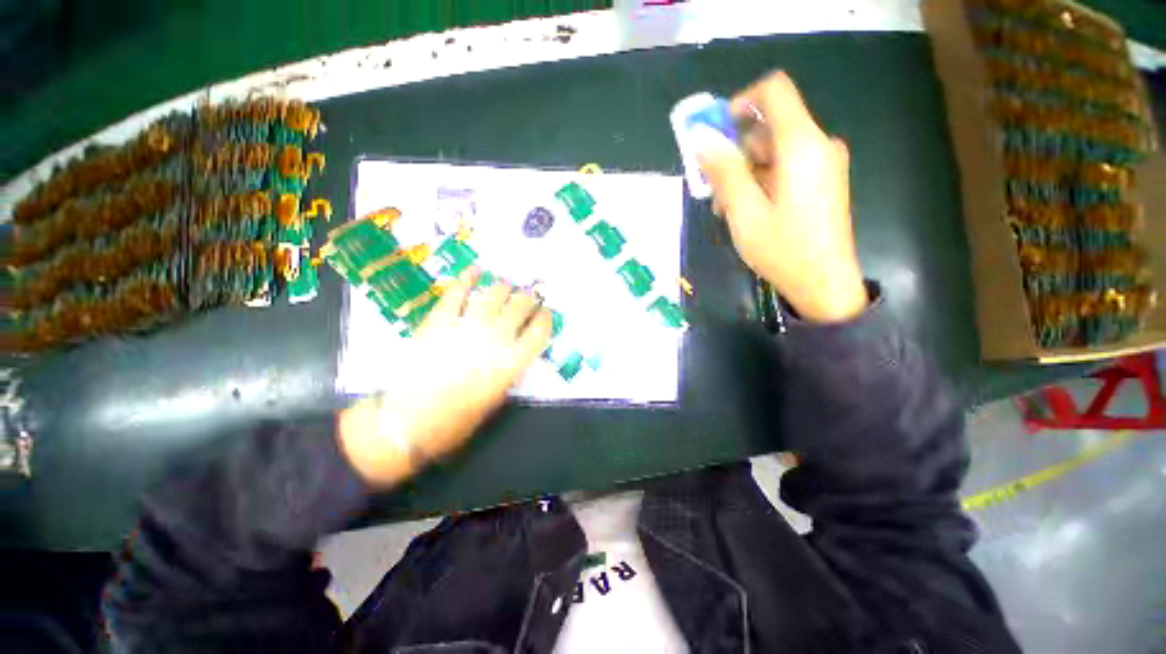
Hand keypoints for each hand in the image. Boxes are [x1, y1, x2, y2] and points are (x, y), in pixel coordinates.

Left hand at [337, 268, 552, 486]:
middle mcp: (495, 338)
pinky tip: (476, 270)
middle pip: (521, 307)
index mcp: (512, 362)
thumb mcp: (495, 399)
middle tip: (528, 296)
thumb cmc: (456, 419)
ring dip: (505, 287)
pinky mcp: (440, 319)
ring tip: (507, 286)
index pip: (539, 331)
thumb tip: (515, 349)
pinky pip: (458, 292)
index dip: (546, 318)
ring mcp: (467, 325)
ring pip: (495, 294)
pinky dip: (468, 278)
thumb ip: (509, 370)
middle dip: (529, 299)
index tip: (546, 312)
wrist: (407, 421)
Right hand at [697, 71, 866, 322]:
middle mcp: (817, 145)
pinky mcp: (821, 183)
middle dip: (735, 152)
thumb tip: (702, 139)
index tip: (716, 133)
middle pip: (769, 127)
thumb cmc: (783, 249)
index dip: (740, 102)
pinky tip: (746, 211)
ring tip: (726, 209)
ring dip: (743, 173)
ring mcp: (822, 165)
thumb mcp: (744, 212)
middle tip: (713, 188)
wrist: (824, 284)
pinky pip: (785, 168)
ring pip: (773, 152)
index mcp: (802, 144)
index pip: (774, 92)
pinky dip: (760, 182)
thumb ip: (724, 172)